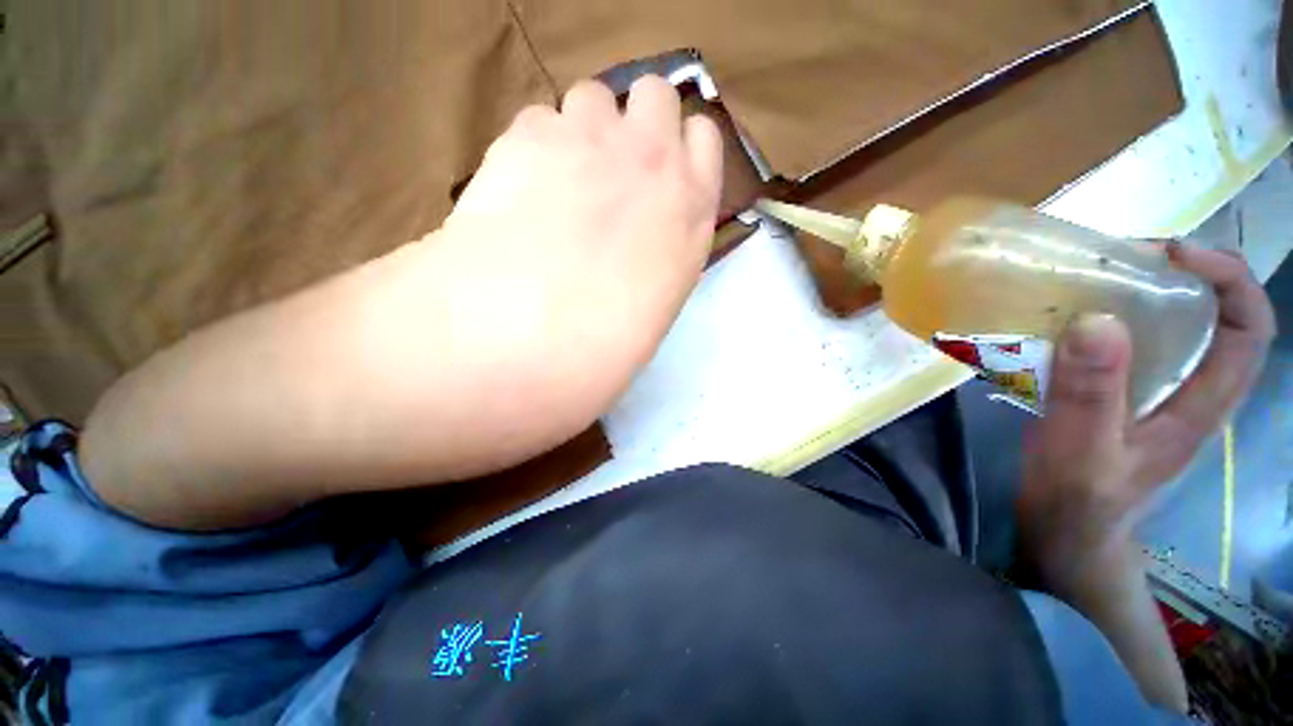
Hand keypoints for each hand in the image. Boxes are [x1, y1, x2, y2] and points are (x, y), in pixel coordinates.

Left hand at [430, 76, 722, 428]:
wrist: (534, 333)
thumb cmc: (607, 342)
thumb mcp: (657, 304)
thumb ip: (660, 255)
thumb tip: (639, 245)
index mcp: (690, 209)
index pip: (703, 137)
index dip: (680, 147)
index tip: (662, 169)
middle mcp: (650, 160)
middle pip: (654, 94)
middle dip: (636, 121)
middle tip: (612, 165)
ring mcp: (590, 140)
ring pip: (594, 97)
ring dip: (584, 130)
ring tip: (561, 178)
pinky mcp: (528, 136)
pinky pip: (539, 118)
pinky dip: (534, 145)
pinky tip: (520, 186)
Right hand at [1018, 244, 1275, 575]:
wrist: (1064, 529)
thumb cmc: (1078, 500)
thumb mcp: (1081, 453)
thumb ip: (1091, 395)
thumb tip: (1098, 320)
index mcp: (1200, 405)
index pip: (1248, 329)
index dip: (1228, 280)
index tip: (1174, 254)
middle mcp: (1190, 389)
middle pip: (1214, 316)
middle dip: (1180, 275)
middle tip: (1122, 259)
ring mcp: (1154, 391)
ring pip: (1172, 326)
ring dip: (1140, 291)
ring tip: (1093, 278)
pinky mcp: (1119, 392)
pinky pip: (1127, 343)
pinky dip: (1106, 318)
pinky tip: (1069, 317)